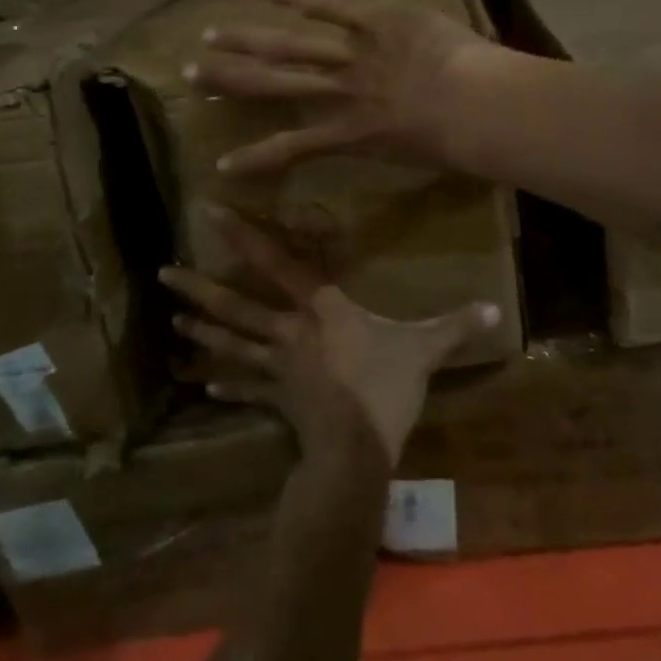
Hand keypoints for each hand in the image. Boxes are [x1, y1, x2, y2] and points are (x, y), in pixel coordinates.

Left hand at [159, 207, 499, 464]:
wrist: (356, 448)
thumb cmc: (385, 386)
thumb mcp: (425, 349)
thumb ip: (455, 325)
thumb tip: (497, 309)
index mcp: (320, 308)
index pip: (277, 262)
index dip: (244, 235)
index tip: (210, 212)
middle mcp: (289, 331)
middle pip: (237, 305)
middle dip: (200, 288)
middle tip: (162, 273)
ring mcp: (277, 368)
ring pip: (232, 344)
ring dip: (203, 332)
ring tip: (173, 322)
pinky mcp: (276, 400)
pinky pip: (247, 388)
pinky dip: (227, 383)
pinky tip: (205, 382)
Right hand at [187, 0, 500, 176]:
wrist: (480, 108)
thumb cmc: (463, 143)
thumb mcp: (423, 154)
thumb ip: (399, 143)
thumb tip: (394, 139)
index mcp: (352, 133)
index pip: (293, 148)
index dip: (255, 158)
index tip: (220, 166)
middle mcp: (339, 93)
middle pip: (274, 85)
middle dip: (230, 81)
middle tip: (190, 75)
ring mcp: (351, 55)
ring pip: (288, 47)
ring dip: (245, 41)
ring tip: (209, 36)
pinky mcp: (370, 22)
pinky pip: (325, 7)